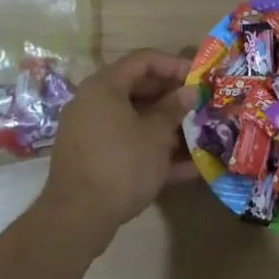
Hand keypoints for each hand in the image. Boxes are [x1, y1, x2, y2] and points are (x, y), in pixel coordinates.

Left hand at [38, 50, 190, 244]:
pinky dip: (152, 152)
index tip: (199, 78)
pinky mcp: (93, 159)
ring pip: (134, 120)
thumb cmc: (121, 163)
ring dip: (166, 127)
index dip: (174, 65)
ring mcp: (91, 132)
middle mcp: (93, 103)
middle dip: (172, 98)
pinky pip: (127, 145)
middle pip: (138, 89)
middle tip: (200, 106)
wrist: (78, 217)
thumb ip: (174, 109)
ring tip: (198, 136)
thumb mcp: (155, 135)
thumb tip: (190, 92)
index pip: (143, 60)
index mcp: (104, 86)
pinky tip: (187, 169)